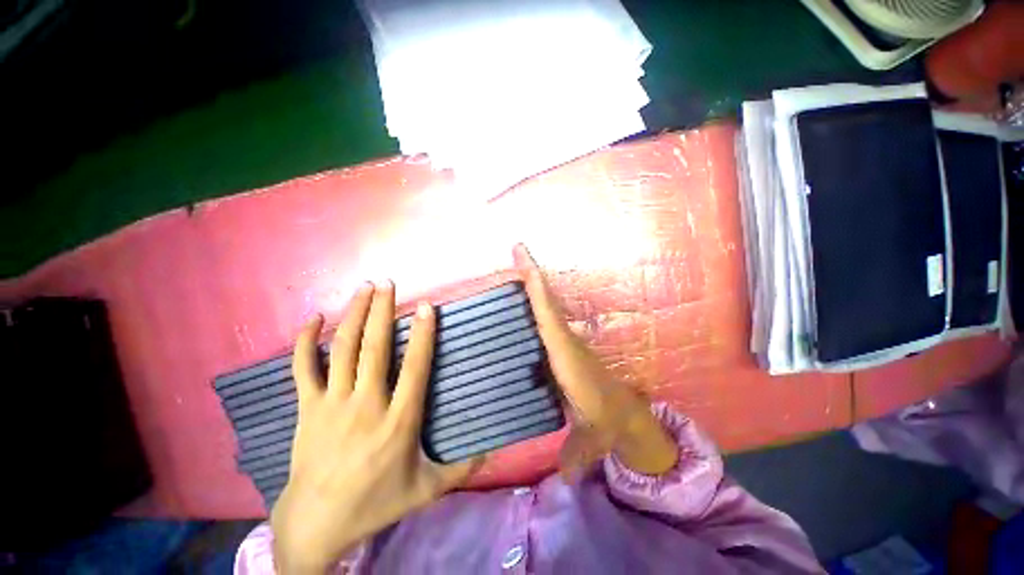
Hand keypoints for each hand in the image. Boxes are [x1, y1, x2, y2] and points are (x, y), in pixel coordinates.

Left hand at [270, 282, 478, 573]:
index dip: (423, 335)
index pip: (415, 368)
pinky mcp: (307, 408)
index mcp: (399, 421)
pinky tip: (314, 318)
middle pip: (375, 348)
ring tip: (364, 288)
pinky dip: (306, 341)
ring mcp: (333, 404)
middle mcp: (366, 405)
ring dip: (355, 315)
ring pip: (344, 350)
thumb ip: (461, 469)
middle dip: (383, 311)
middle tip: (388, 282)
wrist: (317, 524)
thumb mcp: (426, 490)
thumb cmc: (376, 503)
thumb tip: (493, 451)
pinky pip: (304, 368)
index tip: (426, 307)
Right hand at [513, 245, 677, 477]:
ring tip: (515, 263)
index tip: (526, 268)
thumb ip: (577, 455)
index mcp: (569, 357)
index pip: (551, 320)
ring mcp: (564, 339)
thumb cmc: (606, 421)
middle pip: (548, 302)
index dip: (538, 295)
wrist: (623, 412)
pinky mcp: (561, 342)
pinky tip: (520, 295)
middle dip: (533, 275)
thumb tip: (565, 480)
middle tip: (517, 249)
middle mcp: (566, 341)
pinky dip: (535, 299)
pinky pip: (546, 315)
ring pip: (547, 305)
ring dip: (533, 283)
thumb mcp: (592, 438)